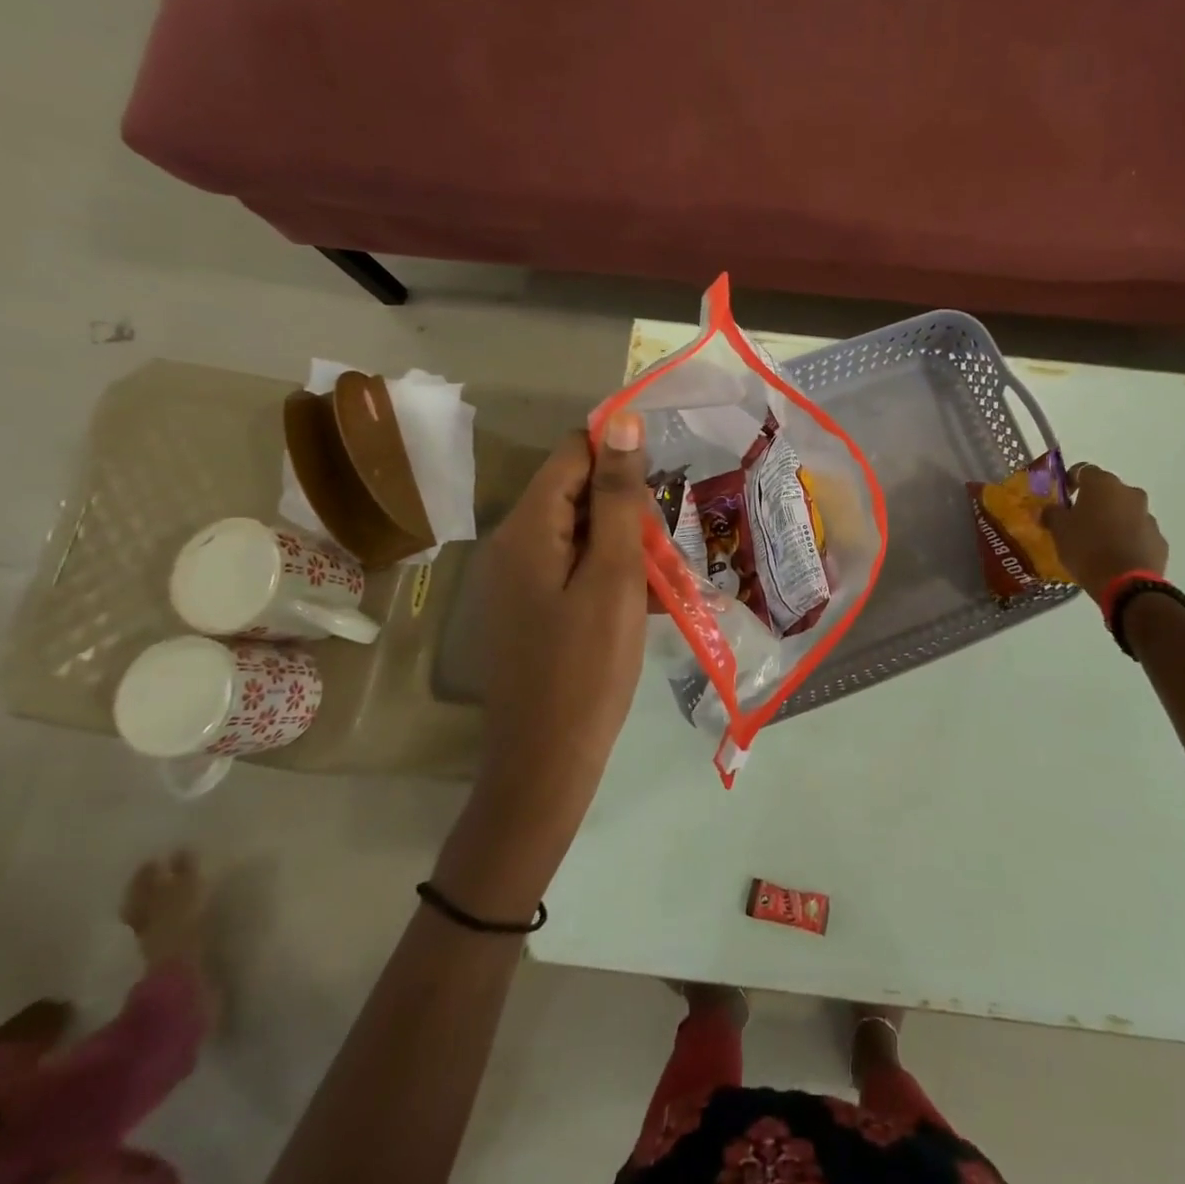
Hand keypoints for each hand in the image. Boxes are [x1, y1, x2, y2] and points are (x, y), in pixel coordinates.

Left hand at [436, 413, 650, 918]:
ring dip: (626, 542)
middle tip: (670, 536)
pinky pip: (575, 570)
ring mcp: (520, 580)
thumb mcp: (612, 576)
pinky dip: (611, 574)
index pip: (573, 453)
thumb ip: (617, 497)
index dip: (620, 450)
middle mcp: (514, 544)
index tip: (667, 469)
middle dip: (627, 504)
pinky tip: (649, 599)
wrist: (546, 763)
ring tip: (667, 570)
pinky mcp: (532, 609)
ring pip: (582, 533)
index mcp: (527, 528)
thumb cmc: (587, 667)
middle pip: (576, 492)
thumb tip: (622, 420)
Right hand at [1043, 463, 1168, 599]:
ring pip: (1125, 512)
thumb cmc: (1087, 548)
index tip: (1063, 497)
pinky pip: (1138, 533)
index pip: (1083, 470)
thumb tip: (1048, 509)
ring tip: (1098, 543)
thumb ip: (1052, 514)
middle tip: (1078, 522)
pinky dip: (1127, 539)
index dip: (1070, 481)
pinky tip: (1115, 557)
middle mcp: (1129, 493)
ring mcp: (1148, 516)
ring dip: (1112, 521)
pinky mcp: (1159, 539)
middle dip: (1094, 502)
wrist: (1126, 583)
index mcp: (1103, 485)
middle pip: (1107, 491)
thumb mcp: (1059, 531)